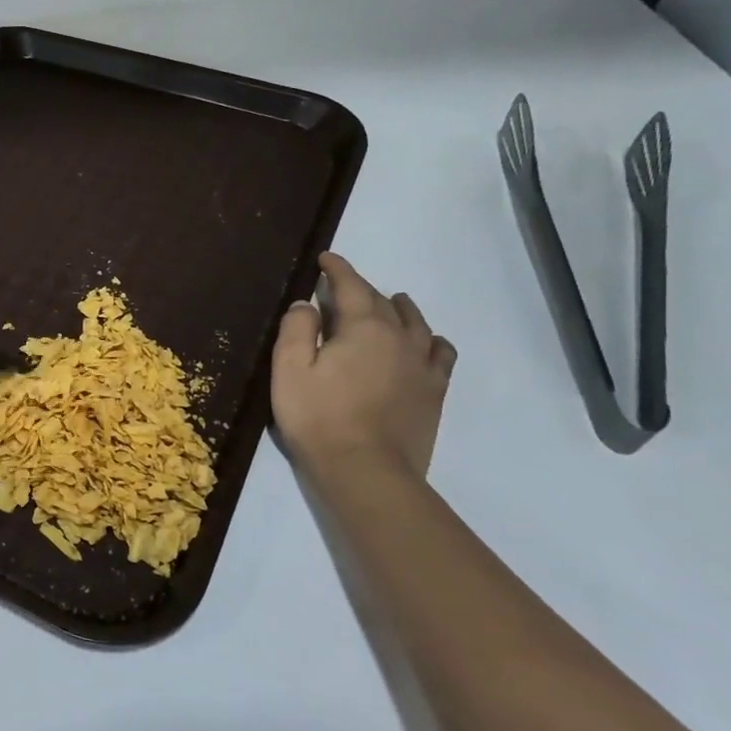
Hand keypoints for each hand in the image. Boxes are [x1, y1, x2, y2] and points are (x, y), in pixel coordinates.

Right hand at [271, 253, 456, 481]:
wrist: (366, 471)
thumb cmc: (318, 418)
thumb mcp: (289, 370)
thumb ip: (296, 330)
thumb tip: (306, 304)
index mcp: (364, 327)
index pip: (351, 286)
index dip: (337, 269)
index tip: (325, 259)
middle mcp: (400, 338)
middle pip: (383, 302)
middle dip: (361, 289)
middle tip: (341, 288)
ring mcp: (422, 365)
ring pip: (417, 323)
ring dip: (400, 308)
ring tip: (391, 304)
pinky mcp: (434, 392)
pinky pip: (440, 353)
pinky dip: (431, 340)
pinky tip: (425, 343)